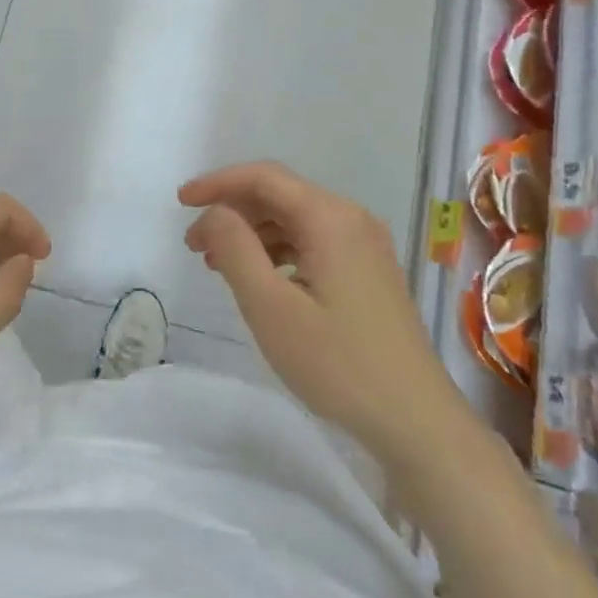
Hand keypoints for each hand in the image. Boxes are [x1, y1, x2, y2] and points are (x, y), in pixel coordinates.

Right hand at [180, 162, 464, 455]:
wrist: (416, 420)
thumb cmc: (337, 363)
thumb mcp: (270, 307)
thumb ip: (235, 249)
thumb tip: (214, 212)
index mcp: (330, 218)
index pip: (264, 177)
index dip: (218, 183)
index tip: (181, 203)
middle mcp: (351, 219)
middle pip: (280, 195)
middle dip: (232, 211)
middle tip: (193, 243)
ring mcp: (364, 245)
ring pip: (295, 219)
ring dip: (252, 233)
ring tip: (216, 264)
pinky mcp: (368, 270)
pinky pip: (313, 242)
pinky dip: (277, 251)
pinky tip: (259, 279)